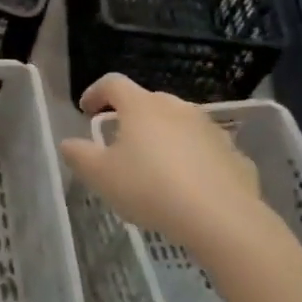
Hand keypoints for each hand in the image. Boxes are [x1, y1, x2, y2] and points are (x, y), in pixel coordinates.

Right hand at [59, 74, 271, 261]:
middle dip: (130, 117)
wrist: (220, 217)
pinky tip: (187, 186)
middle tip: (119, 142)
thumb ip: (78, 155)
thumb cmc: (149, 188)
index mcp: (142, 107)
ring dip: (163, 137)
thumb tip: (69, 143)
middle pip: (148, 102)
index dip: (95, 92)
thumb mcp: (100, 175)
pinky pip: (204, 149)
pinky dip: (191, 159)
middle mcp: (177, 108)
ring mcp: (210, 129)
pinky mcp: (233, 153)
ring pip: (178, 124)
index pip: (113, 84)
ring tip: (154, 166)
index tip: (85, 110)